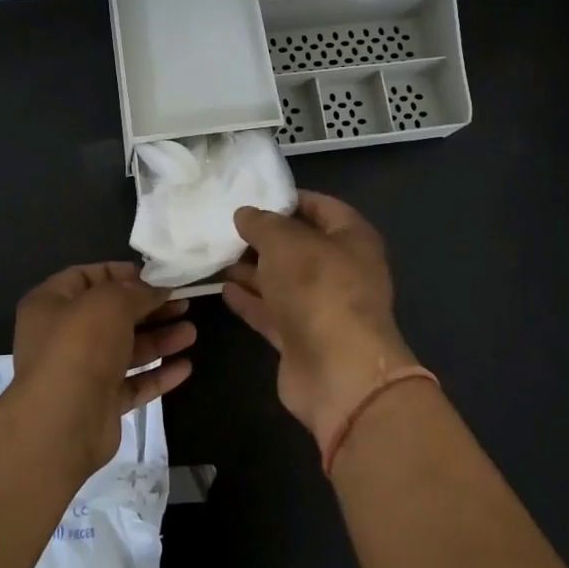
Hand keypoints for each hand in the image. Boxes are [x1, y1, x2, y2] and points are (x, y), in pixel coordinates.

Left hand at [10, 261, 195, 476]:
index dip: (121, 274)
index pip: (86, 277)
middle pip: (112, 315)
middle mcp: (62, 336)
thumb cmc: (80, 345)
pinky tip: (185, 367)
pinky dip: (157, 374)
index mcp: (51, 303)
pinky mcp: (100, 403)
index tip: (155, 277)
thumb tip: (156, 289)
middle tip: (184, 303)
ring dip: (159, 340)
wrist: (63, 422)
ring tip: (191, 333)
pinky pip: (132, 383)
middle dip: (149, 309)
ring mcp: (81, 372)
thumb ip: (137, 291)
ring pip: (125, 349)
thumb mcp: (111, 302)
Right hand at [222, 192, 418, 446]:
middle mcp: (342, 270)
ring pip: (283, 281)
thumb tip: (245, 214)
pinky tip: (223, 289)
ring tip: (216, 255)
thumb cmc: (318, 288)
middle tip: (226, 226)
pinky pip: (273, 312)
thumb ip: (262, 223)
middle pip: (299, 246)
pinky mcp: (303, 339)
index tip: (254, 195)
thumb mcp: (285, 242)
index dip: (289, 199)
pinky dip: (251, 300)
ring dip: (252, 270)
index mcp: (352, 238)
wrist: (338, 371)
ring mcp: (323, 307)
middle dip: (264, 238)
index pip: (322, 207)